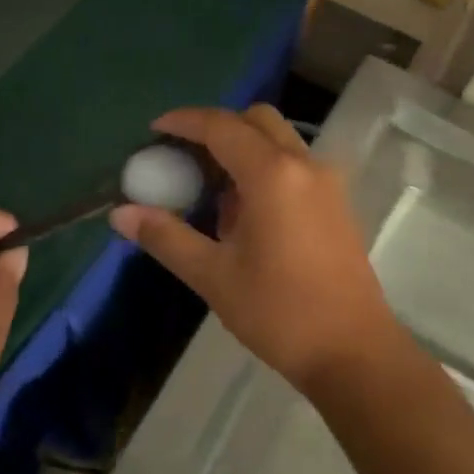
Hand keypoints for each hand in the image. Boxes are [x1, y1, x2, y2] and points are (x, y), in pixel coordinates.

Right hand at [110, 104, 404, 396]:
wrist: (354, 353)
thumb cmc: (279, 312)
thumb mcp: (213, 276)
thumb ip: (165, 237)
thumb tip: (120, 214)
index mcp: (272, 174)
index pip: (221, 126)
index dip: (184, 121)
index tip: (155, 129)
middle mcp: (304, 165)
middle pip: (257, 121)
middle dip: (216, 127)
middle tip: (183, 155)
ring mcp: (327, 183)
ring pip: (279, 140)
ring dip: (243, 148)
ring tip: (209, 187)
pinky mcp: (337, 204)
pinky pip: (295, 164)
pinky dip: (265, 166)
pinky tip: (245, 211)